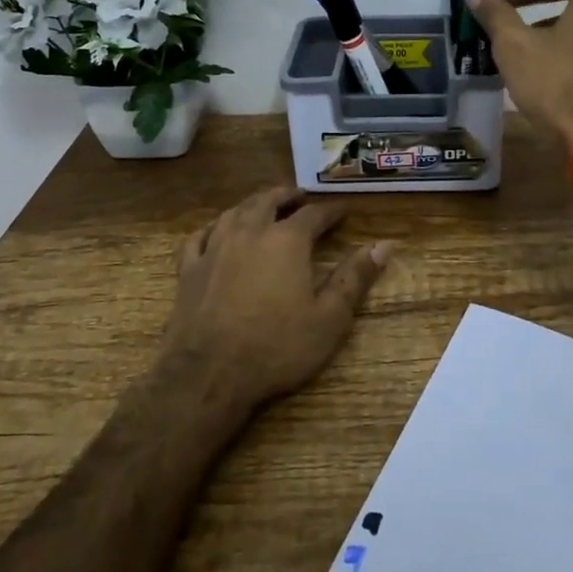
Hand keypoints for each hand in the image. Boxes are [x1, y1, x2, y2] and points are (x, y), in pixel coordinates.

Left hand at [161, 185, 389, 411]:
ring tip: (264, 206)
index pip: (314, 214)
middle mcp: (249, 232)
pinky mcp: (188, 269)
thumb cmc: (276, 347)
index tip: (343, 210)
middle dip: (288, 196)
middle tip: (300, 197)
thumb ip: (355, 278)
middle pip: (269, 201)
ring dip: (253, 204)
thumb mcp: (329, 318)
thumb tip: (384, 245)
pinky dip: (213, 227)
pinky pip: (199, 236)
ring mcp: (214, 248)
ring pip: (234, 211)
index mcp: (287, 240)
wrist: (207, 375)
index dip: (331, 210)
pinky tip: (216, 231)